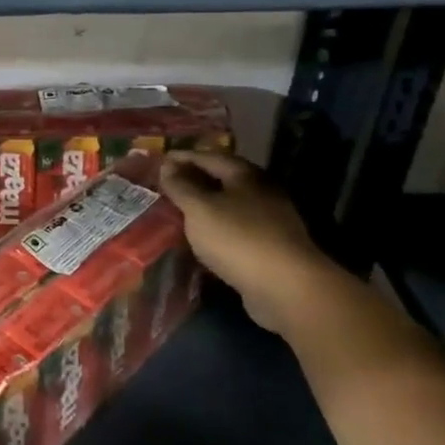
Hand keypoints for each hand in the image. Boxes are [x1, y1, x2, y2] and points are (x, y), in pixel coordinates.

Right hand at [160, 150, 344, 336]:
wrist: (286, 288)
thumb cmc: (237, 239)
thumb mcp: (199, 209)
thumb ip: (181, 186)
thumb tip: (167, 165)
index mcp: (245, 176)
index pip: (209, 156)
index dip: (183, 157)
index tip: (158, 161)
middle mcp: (260, 193)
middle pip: (222, 179)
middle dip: (194, 180)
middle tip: (165, 186)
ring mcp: (268, 221)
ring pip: (229, 205)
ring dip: (204, 206)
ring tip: (177, 212)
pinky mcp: (269, 247)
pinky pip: (234, 229)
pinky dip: (214, 228)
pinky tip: (199, 238)